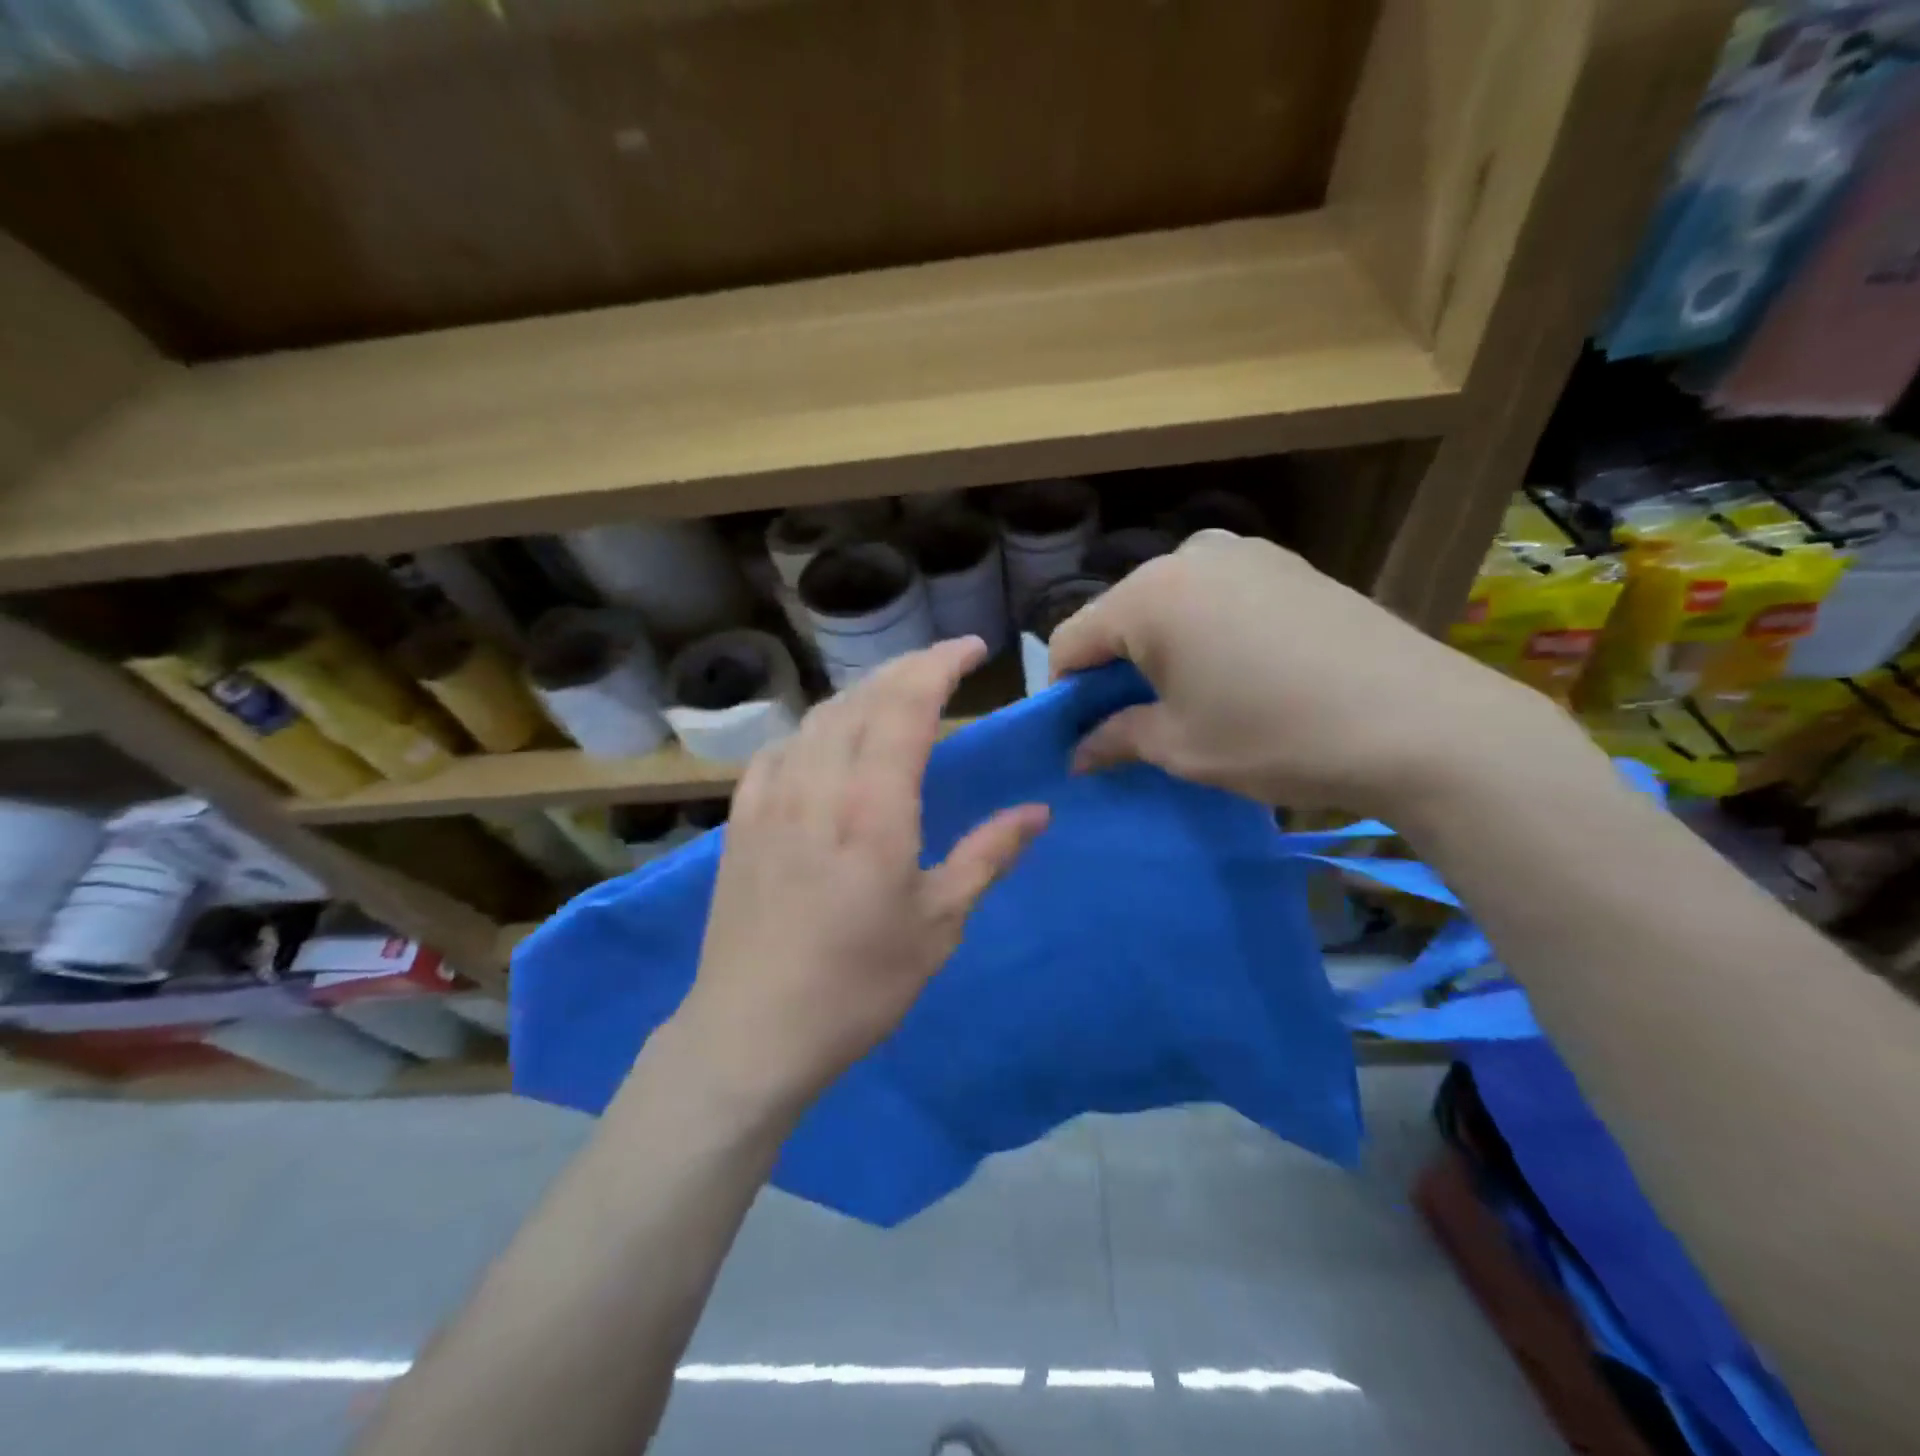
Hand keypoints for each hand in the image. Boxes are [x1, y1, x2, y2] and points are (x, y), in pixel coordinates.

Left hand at [676, 637, 1049, 1110]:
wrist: (752, 1031)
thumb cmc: (859, 985)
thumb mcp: (939, 925)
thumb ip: (988, 856)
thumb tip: (1037, 813)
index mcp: (874, 808)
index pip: (907, 706)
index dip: (940, 665)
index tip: (972, 649)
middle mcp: (818, 785)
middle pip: (863, 699)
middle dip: (907, 669)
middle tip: (944, 666)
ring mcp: (770, 798)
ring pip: (819, 718)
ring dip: (863, 695)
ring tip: (894, 699)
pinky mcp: (741, 819)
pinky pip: (781, 749)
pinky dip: (815, 730)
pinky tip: (826, 744)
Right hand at [1049, 532, 1581, 817]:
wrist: (1421, 723)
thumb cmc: (1276, 736)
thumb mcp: (1181, 746)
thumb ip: (1115, 739)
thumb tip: (1078, 753)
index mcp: (1149, 596)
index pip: (1070, 639)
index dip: (1063, 691)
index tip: (1078, 733)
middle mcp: (1189, 556)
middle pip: (1120, 616)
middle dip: (1113, 668)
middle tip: (1132, 721)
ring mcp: (1245, 553)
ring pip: (1170, 603)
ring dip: (1161, 650)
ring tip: (1190, 699)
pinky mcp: (1288, 565)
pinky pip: (1217, 596)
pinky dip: (1205, 633)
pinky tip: (1238, 674)